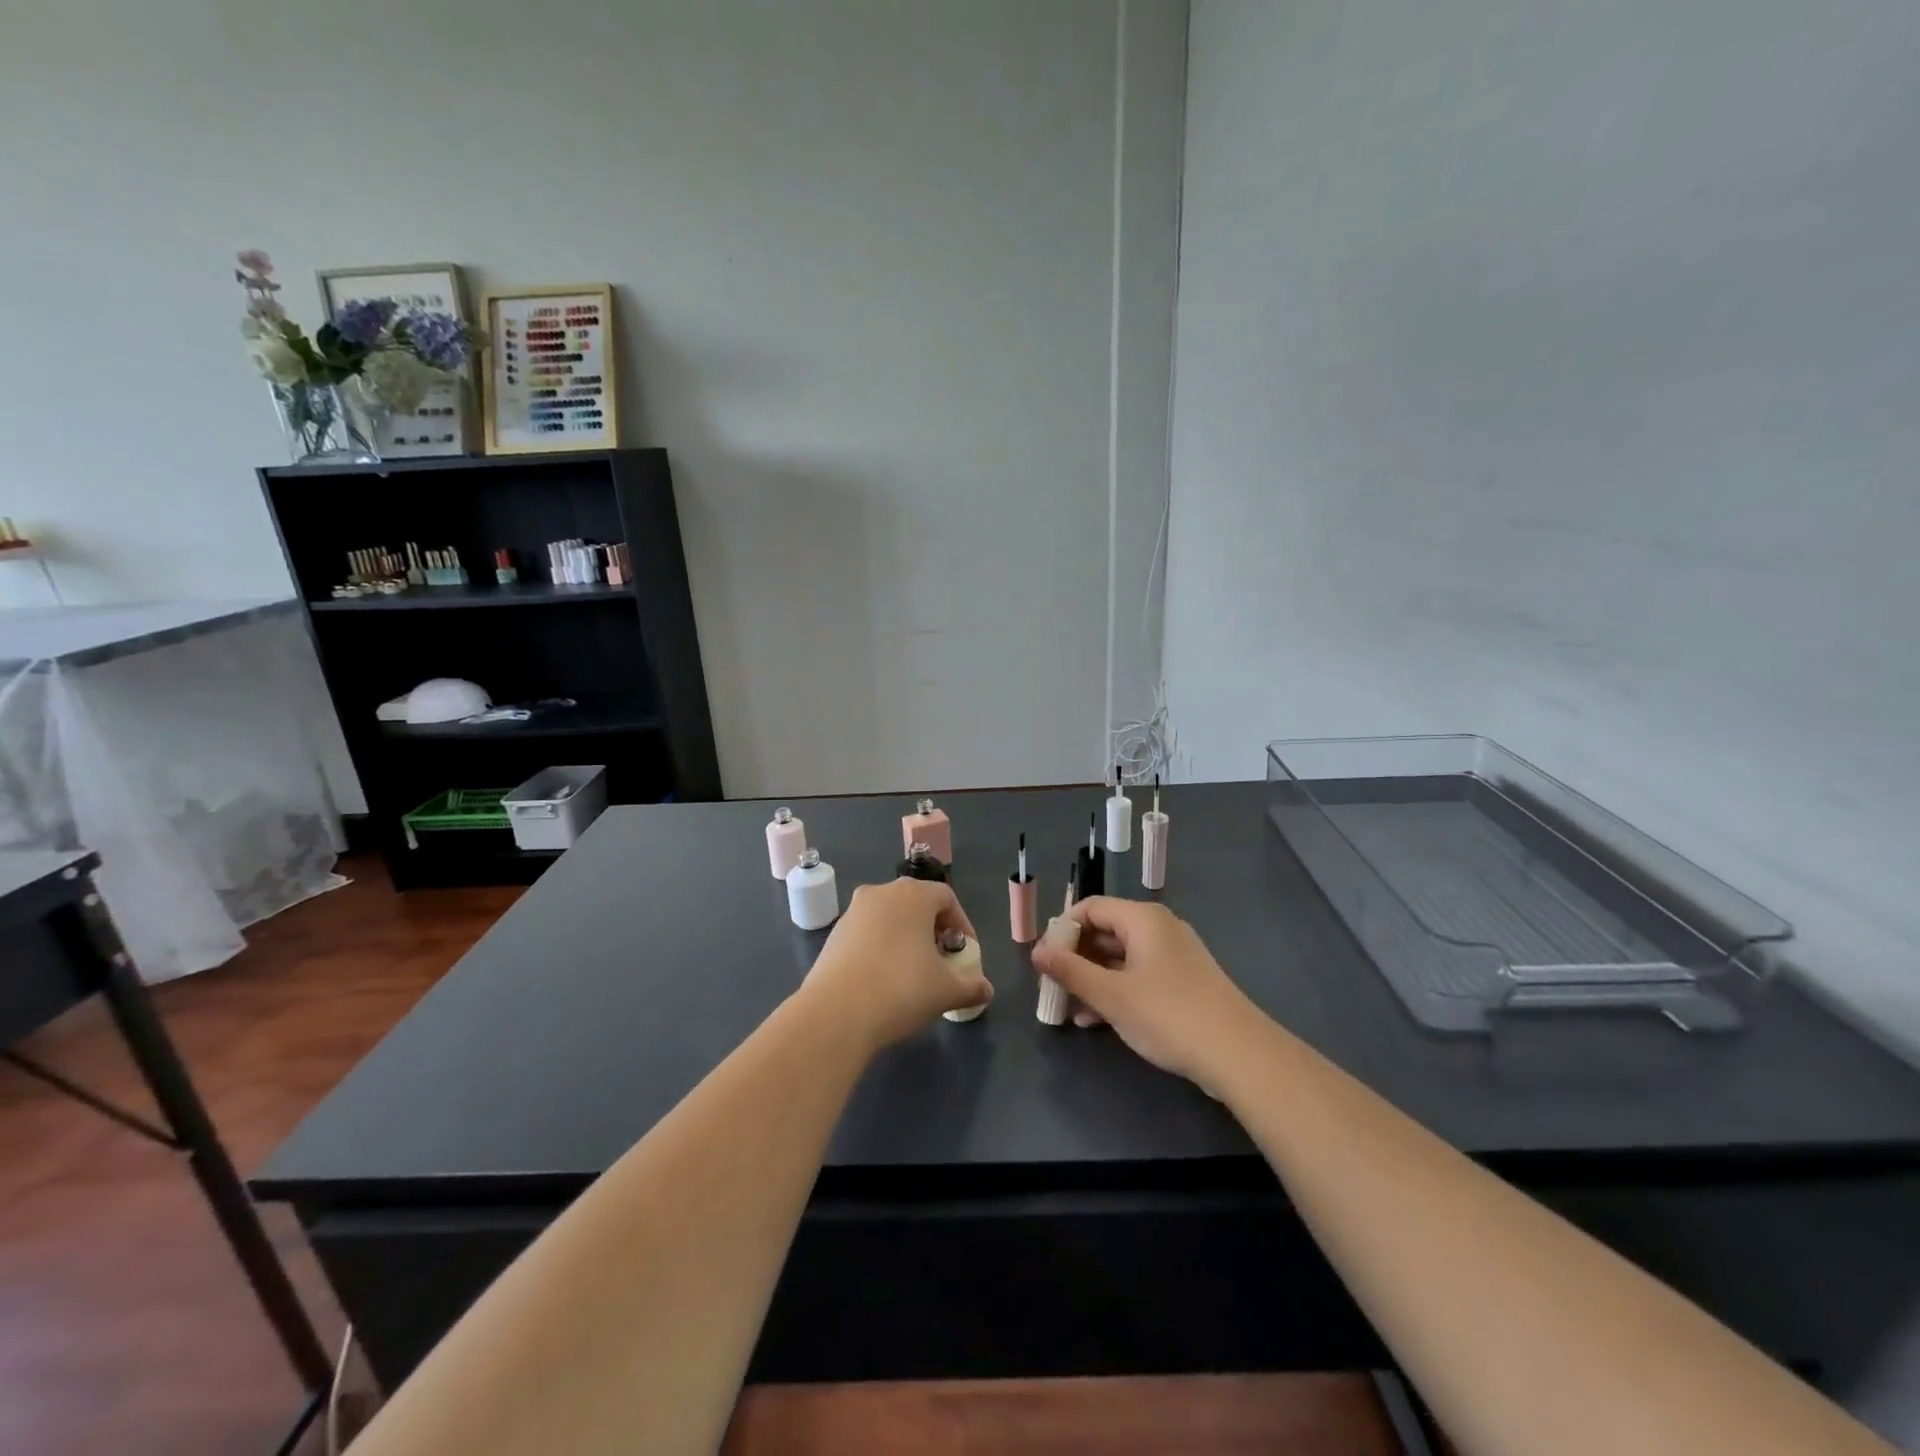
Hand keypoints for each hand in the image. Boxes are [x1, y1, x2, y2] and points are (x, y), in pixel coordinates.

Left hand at [801, 878, 989, 1049]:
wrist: (835, 1014)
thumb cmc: (901, 990)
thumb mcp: (946, 991)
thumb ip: (971, 986)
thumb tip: (986, 989)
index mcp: (913, 895)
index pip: (947, 898)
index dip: (962, 925)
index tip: (965, 955)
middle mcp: (881, 893)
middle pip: (916, 904)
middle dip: (933, 931)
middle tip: (942, 962)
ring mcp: (853, 912)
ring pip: (889, 918)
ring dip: (906, 939)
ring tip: (913, 974)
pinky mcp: (833, 935)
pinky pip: (867, 934)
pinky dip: (881, 949)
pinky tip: (883, 981)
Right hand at [1031, 896, 1264, 1091]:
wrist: (1238, 1054)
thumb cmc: (1168, 1014)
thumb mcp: (1111, 995)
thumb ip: (1070, 971)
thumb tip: (1037, 952)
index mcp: (1142, 918)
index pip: (1090, 908)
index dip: (1062, 930)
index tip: (1043, 960)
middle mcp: (1159, 928)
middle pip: (1105, 932)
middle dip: (1076, 959)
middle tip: (1053, 987)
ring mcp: (1174, 955)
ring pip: (1121, 958)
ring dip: (1093, 980)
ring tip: (1070, 1010)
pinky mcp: (1184, 982)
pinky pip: (1139, 975)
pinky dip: (1117, 991)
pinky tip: (1098, 1021)